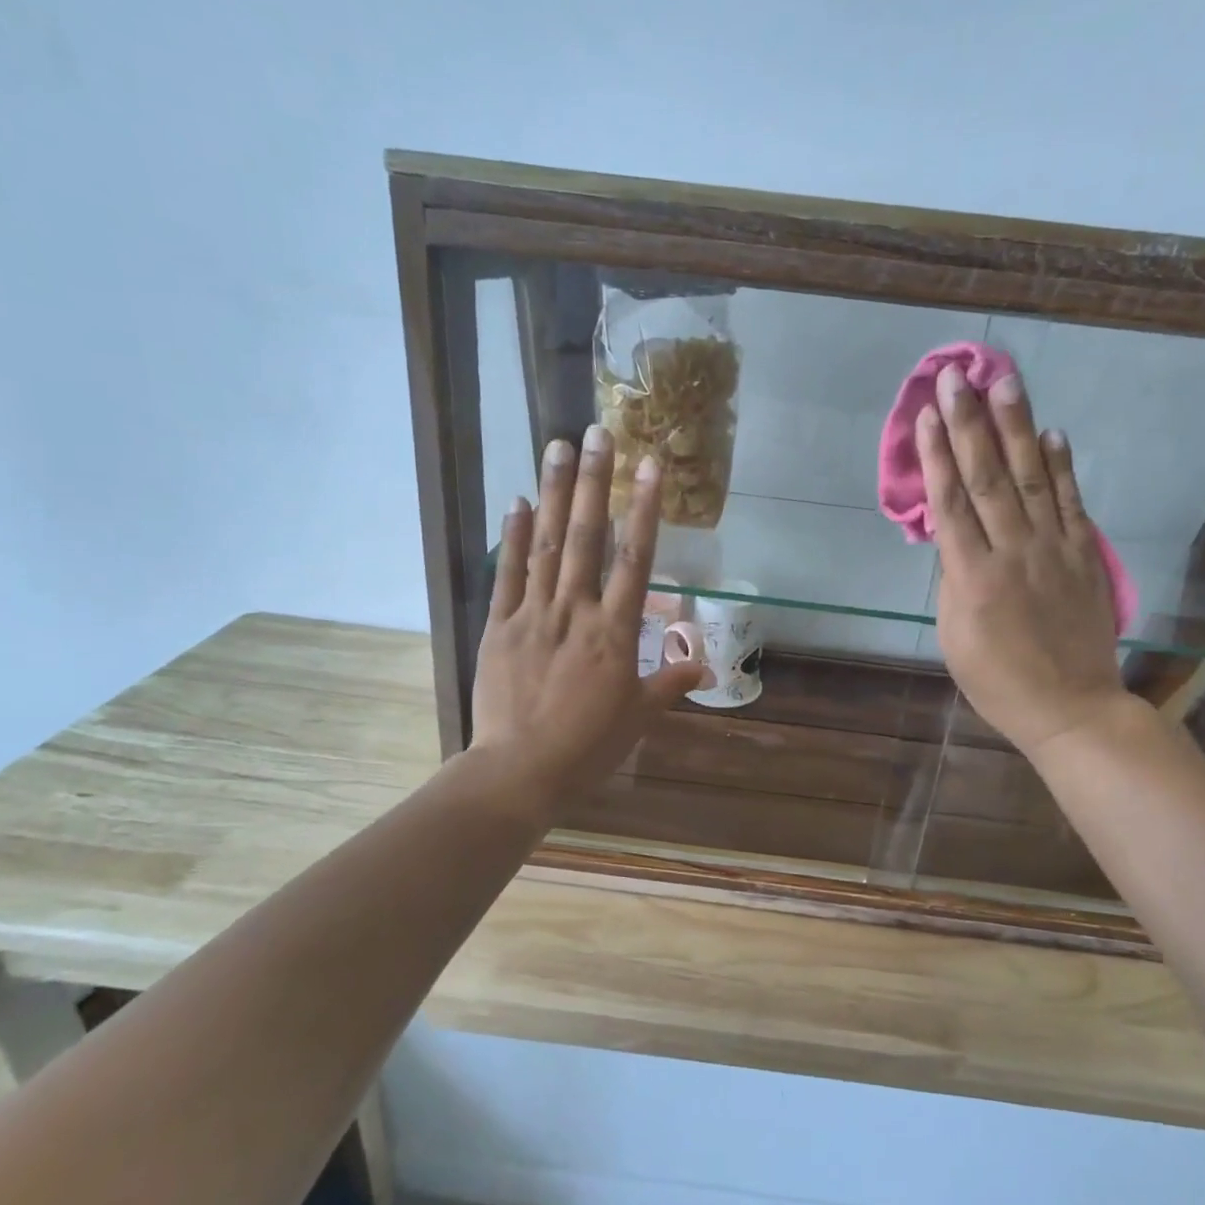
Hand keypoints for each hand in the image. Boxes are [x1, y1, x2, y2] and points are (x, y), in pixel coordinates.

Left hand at [468, 425, 705, 807]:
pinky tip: (518, 501)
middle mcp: (575, 611)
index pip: (634, 559)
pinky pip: (507, 574)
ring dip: (554, 494)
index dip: (643, 509)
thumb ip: (670, 683)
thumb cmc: (588, 747)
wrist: (519, 771)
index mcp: (614, 633)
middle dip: (595, 482)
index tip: (649, 466)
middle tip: (598, 432)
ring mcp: (533, 615)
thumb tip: (705, 666)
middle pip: (587, 537)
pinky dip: (513, 536)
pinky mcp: (499, 626)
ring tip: (558, 447)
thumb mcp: (638, 717)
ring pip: (546, 545)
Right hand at [920, 365, 1131, 759]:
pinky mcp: (1085, 556)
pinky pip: (1072, 503)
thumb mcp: (954, 636)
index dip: (936, 456)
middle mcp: (1013, 552)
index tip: (926, 415)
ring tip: (1005, 384)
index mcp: (973, 577)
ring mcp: (1055, 550)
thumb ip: (953, 579)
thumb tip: (952, 534)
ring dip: (1018, 429)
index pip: (951, 503)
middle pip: (988, 478)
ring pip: (1031, 479)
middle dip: (969, 425)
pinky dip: (1062, 467)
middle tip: (956, 379)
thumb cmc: (997, 679)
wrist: (1070, 707)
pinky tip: (1053, 435)